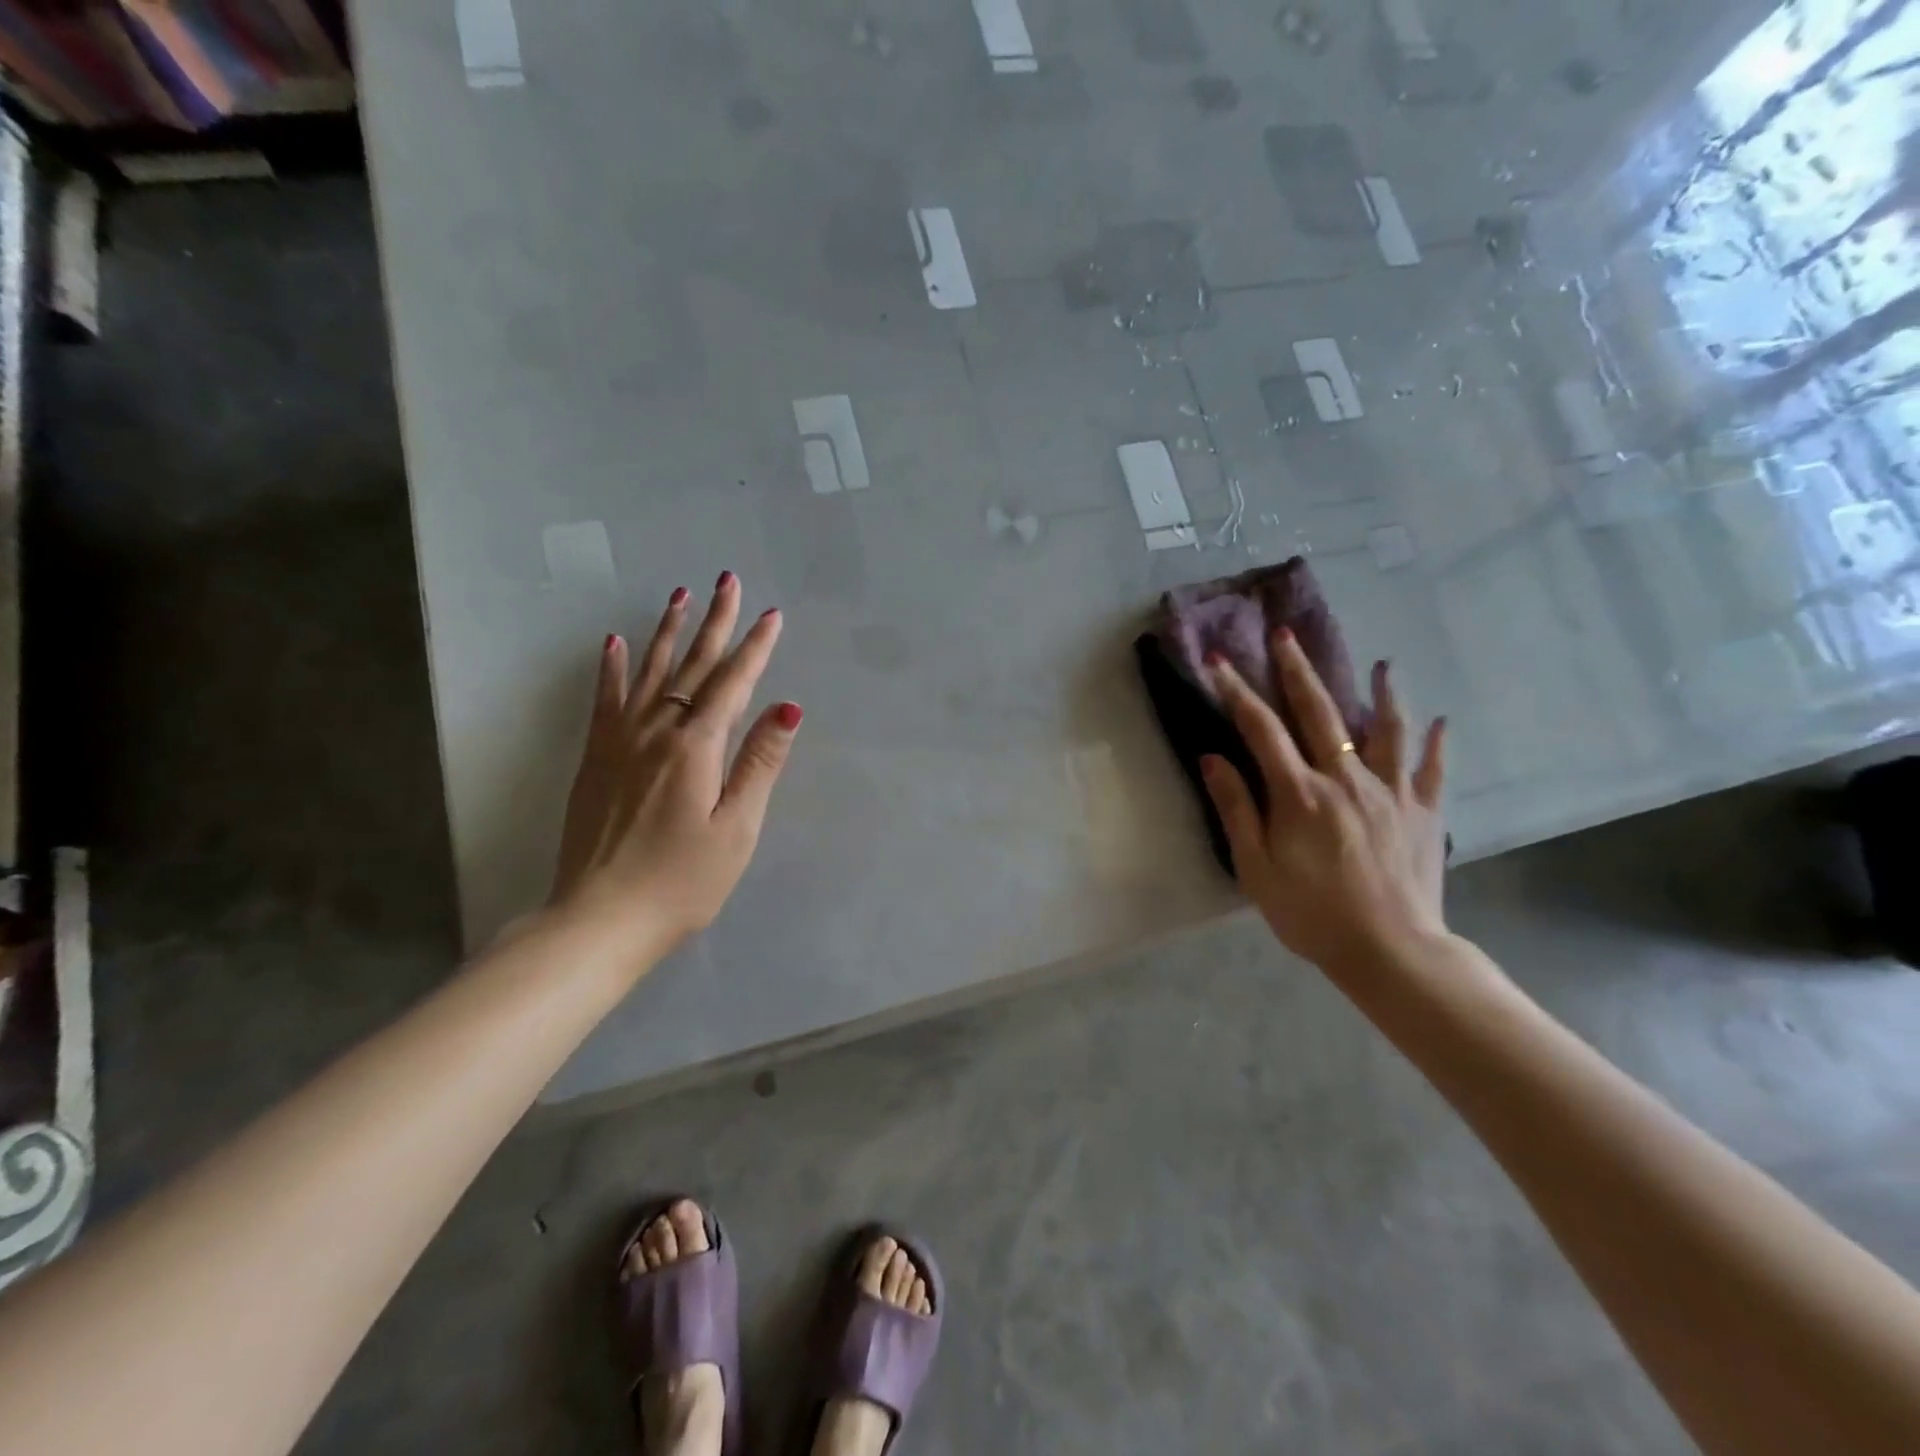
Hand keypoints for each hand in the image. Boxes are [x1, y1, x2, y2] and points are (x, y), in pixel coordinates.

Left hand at [550, 573, 800, 963]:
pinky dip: (610, 668)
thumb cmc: (681, 881)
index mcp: (696, 748)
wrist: (598, 918)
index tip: (772, 615)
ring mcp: (619, 742)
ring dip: (667, 632)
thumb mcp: (736, 829)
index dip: (755, 648)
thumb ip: (759, 763)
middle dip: (715, 622)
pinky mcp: (595, 758)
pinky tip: (613, 642)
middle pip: (692, 666)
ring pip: (647, 672)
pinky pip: (604, 700)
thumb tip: (787, 707)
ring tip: (680, 596)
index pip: (733, 684)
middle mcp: (656, 731)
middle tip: (727, 581)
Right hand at [1202, 629, 1448, 974]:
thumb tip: (1213, 758)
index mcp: (1299, 793)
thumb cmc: (1312, 913)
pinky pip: (1433, 769)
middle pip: (1319, 712)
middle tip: (1285, 635)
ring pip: (1386, 728)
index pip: (1260, 728)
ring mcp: (1391, 791)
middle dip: (1297, 669)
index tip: (1218, 662)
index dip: (1236, 691)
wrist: (1390, 952)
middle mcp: (1345, 779)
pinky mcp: (1425, 812)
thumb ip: (1237, 809)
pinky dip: (1436, 743)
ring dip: (1382, 691)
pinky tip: (1440, 722)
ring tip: (1383, 663)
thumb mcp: (1256, 868)